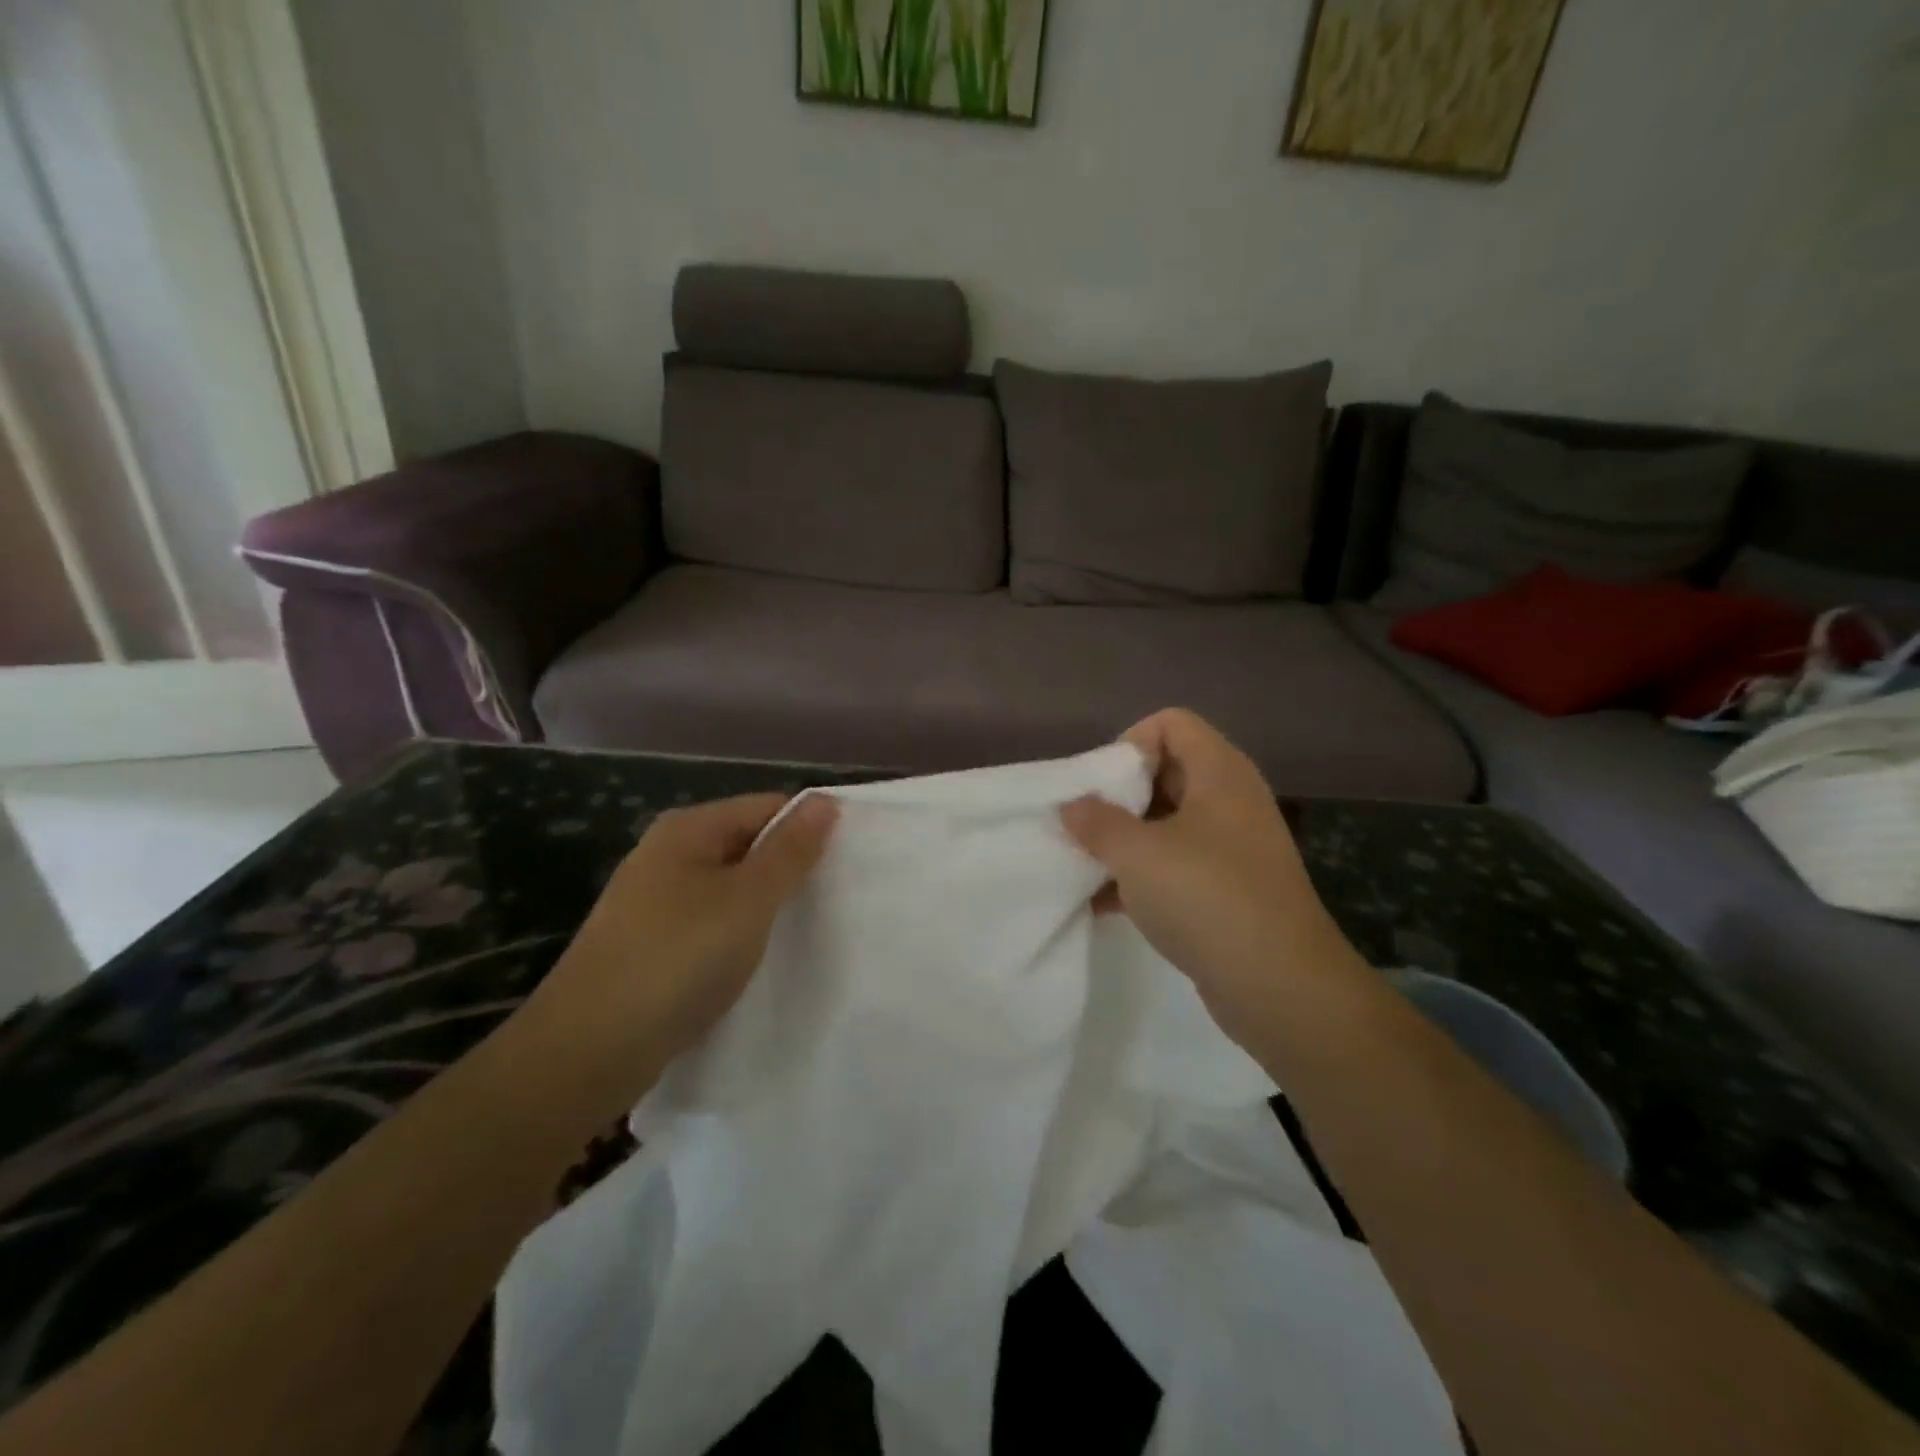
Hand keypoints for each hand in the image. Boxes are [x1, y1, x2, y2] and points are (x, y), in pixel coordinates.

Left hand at [514, 793, 837, 1117]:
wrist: (586, 1052)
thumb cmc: (677, 959)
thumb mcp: (748, 900)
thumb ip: (790, 851)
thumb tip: (825, 800)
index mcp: (688, 830)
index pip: (767, 807)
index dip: (808, 829)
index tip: (850, 862)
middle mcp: (668, 855)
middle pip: (747, 845)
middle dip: (789, 869)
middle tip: (836, 900)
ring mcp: (655, 902)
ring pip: (730, 889)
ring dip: (766, 906)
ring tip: (807, 930)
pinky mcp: (651, 945)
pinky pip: (710, 924)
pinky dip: (738, 935)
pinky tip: (760, 959)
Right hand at [1061, 710, 1357, 1048]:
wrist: (1280, 986)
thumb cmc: (1206, 897)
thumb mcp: (1138, 854)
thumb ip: (1096, 822)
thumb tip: (1071, 805)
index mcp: (1219, 773)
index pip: (1171, 723)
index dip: (1130, 743)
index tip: (1100, 786)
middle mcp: (1231, 801)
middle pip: (1167, 771)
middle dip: (1119, 795)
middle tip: (1086, 825)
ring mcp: (1233, 847)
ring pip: (1168, 823)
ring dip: (1126, 839)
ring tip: (1087, 864)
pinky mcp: (1229, 889)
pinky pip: (1177, 865)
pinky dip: (1143, 875)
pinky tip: (1104, 904)